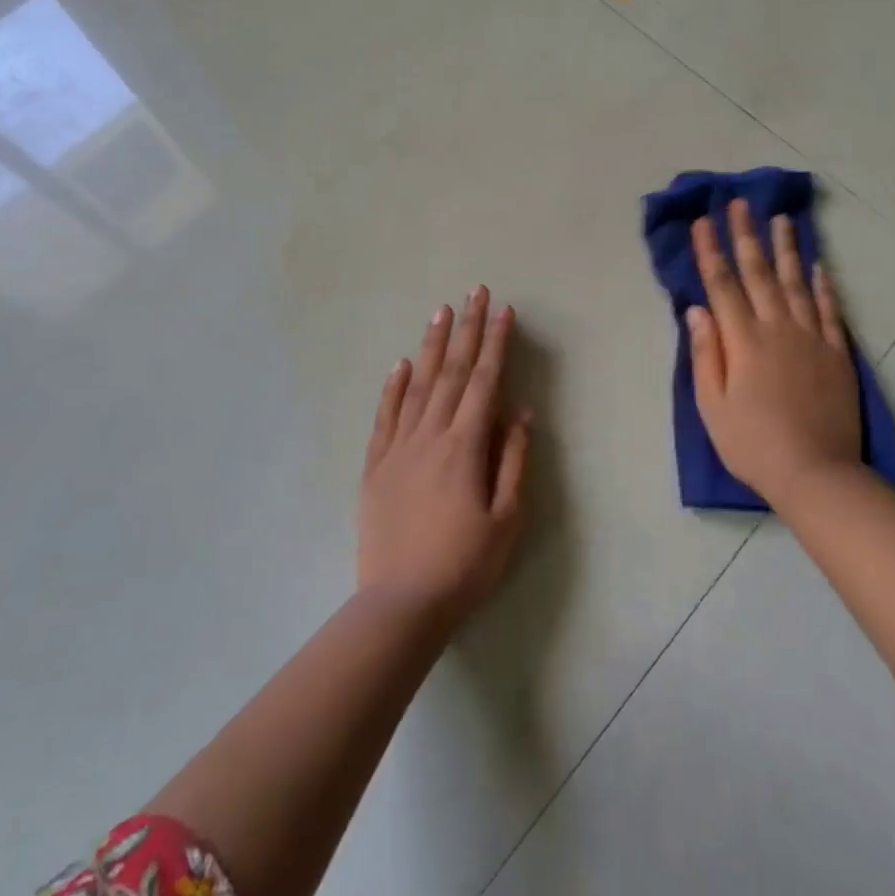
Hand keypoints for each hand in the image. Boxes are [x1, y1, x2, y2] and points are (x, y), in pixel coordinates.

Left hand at [358, 286, 530, 625]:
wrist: (400, 603)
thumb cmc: (465, 565)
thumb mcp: (506, 519)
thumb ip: (513, 460)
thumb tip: (518, 410)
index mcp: (465, 447)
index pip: (485, 382)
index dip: (496, 343)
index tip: (504, 310)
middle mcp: (430, 436)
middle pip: (452, 373)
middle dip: (467, 330)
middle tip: (474, 292)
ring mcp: (398, 448)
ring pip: (418, 385)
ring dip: (432, 346)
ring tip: (441, 312)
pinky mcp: (375, 465)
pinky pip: (385, 416)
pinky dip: (394, 387)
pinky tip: (401, 363)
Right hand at [688, 199, 861, 504]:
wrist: (815, 473)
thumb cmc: (752, 444)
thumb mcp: (712, 405)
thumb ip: (706, 353)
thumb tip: (696, 310)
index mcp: (743, 341)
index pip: (722, 285)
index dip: (711, 250)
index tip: (703, 221)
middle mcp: (778, 328)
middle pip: (759, 273)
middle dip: (746, 235)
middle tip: (740, 203)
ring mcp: (812, 338)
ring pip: (797, 283)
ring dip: (786, 249)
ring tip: (781, 219)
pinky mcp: (837, 353)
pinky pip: (830, 310)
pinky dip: (824, 284)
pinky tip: (820, 264)